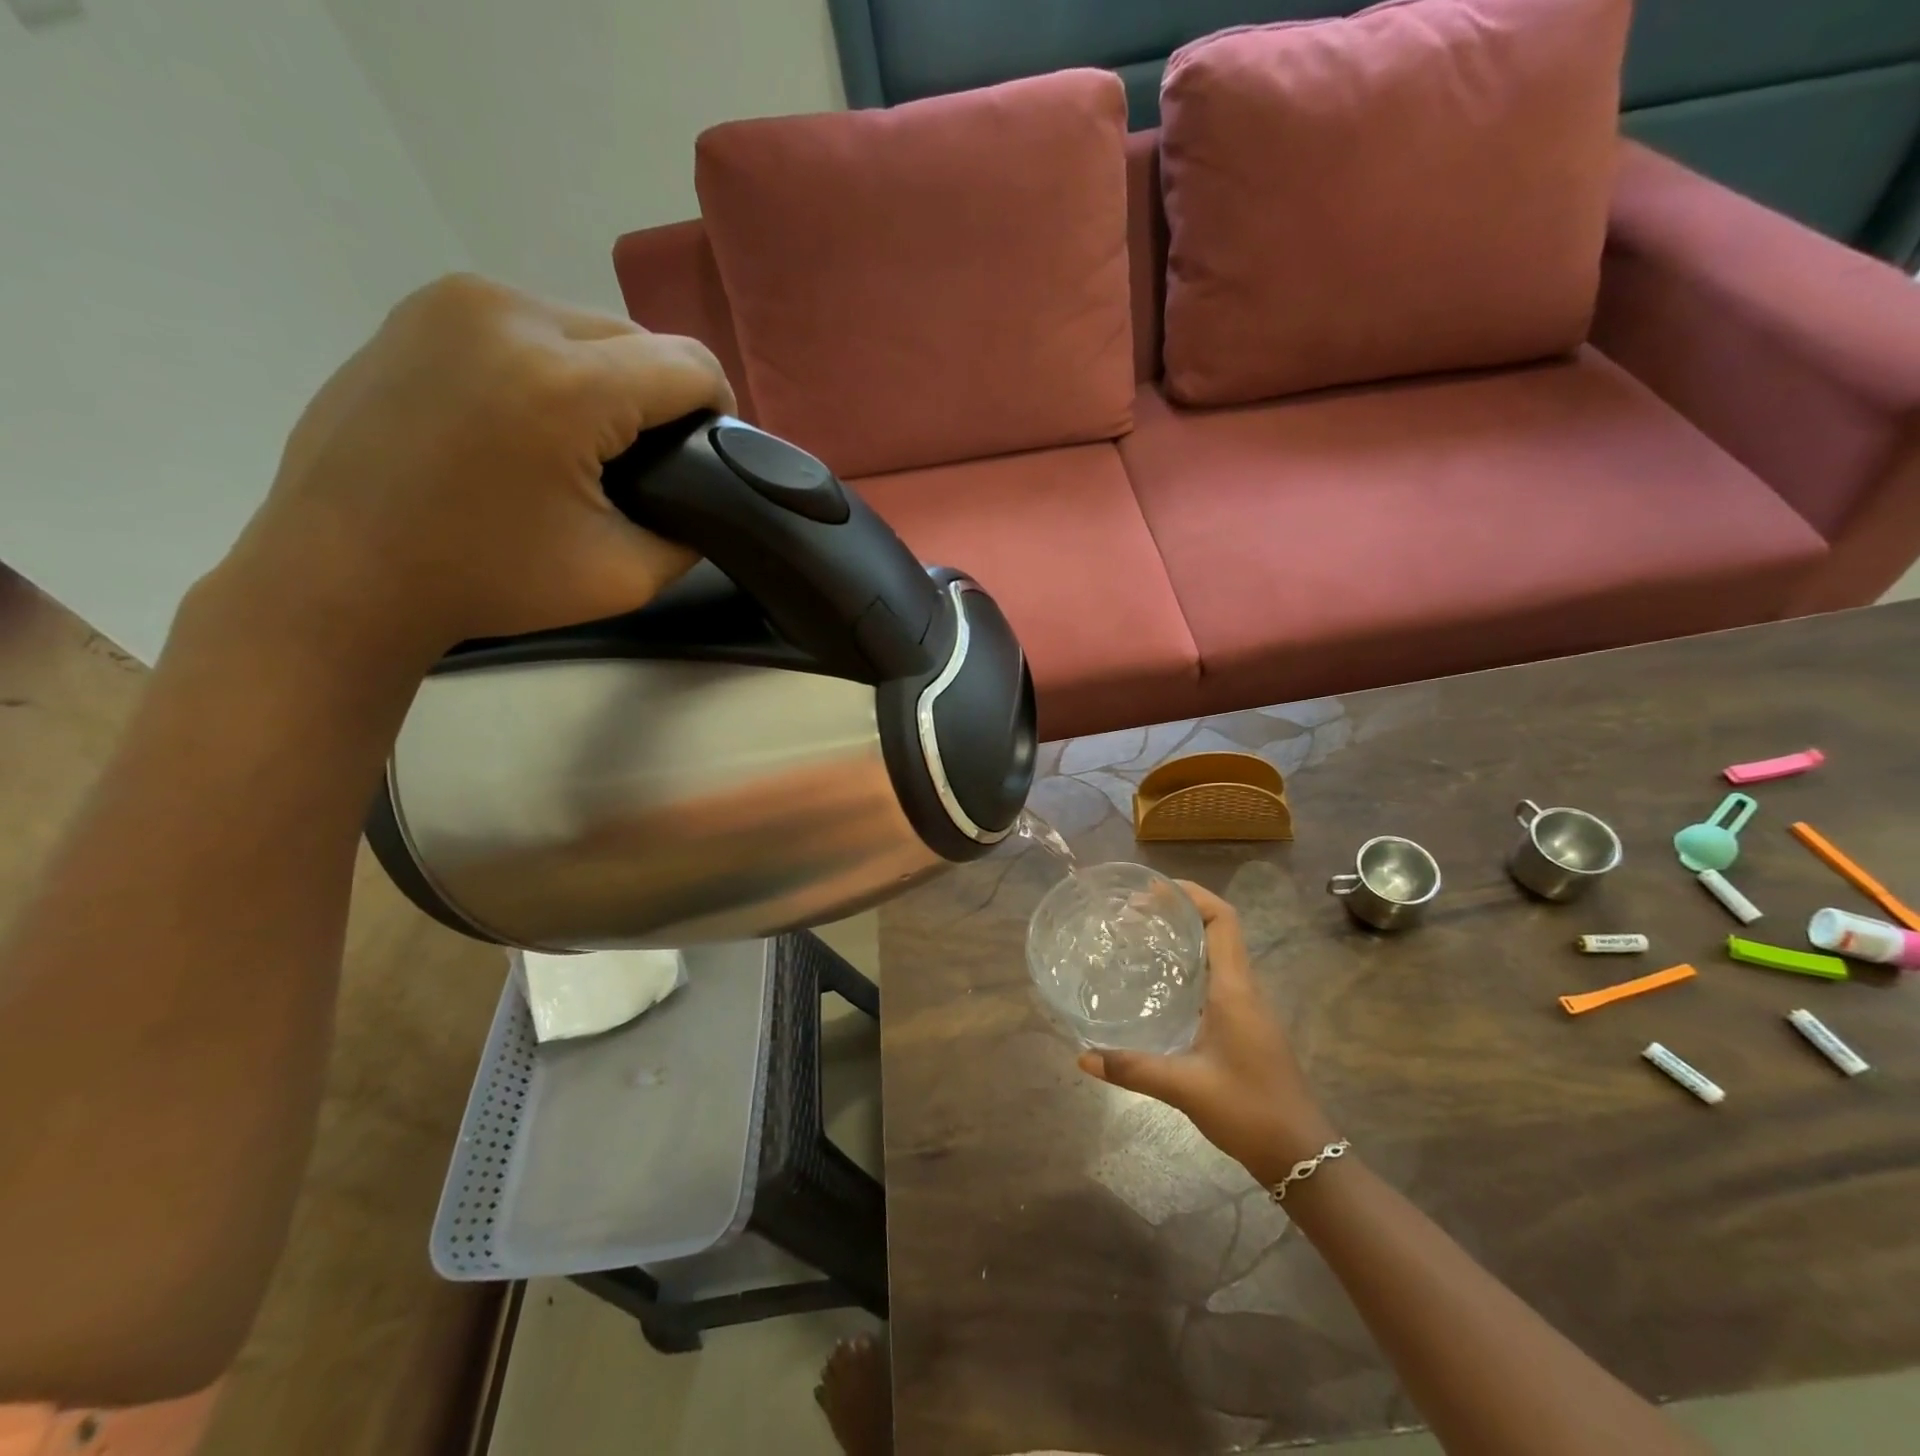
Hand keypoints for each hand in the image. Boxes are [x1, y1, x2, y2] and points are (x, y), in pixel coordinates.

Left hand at [214, 274, 734, 663]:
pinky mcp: (423, 307)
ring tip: (586, 442)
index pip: (690, 366)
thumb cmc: (488, 581)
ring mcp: (458, 300)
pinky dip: (553, 365)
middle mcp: (513, 314)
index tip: (710, 455)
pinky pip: (529, 324)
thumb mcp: (624, 579)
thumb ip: (689, 533)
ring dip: (608, 378)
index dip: (719, 411)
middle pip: (639, 338)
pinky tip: (531, 419)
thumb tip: (706, 500)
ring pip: (586, 326)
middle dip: (660, 396)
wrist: (342, 571)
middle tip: (646, 462)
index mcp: (567, 385)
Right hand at [1078, 881, 1336, 1186]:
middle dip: (1181, 911)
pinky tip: (1162, 985)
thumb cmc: (1248, 1110)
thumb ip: (1132, 1069)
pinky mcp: (1247, 1027)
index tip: (1153, 890)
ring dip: (1187, 936)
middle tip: (1135, 912)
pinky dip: (1192, 966)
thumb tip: (1083, 1056)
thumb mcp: (1185, 1087)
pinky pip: (1218, 978)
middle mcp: (1245, 989)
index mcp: (1235, 989)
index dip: (1192, 894)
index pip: (1223, 920)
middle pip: (1220, 929)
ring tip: (1143, 938)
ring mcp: (1249, 1008)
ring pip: (1219, 954)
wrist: (1302, 1156)